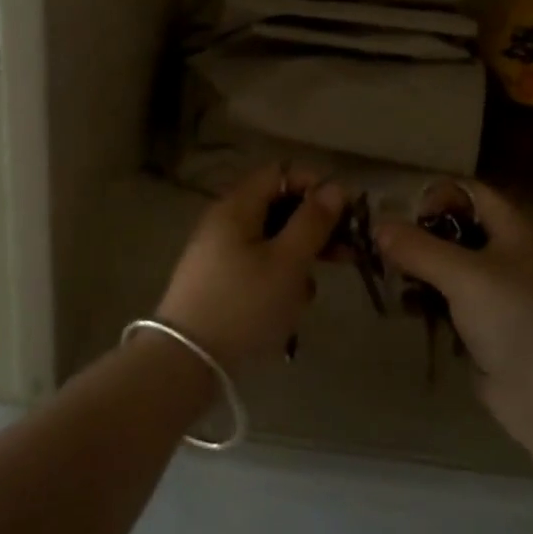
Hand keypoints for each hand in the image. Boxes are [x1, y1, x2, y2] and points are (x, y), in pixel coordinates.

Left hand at [157, 163, 345, 369]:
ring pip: (271, 241)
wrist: (187, 360)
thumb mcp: (287, 262)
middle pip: (277, 207)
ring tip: (308, 292)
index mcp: (237, 206)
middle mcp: (225, 221)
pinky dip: (278, 280)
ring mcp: (220, 252)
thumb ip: (313, 222)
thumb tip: (334, 187)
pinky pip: (258, 267)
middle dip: (312, 228)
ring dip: (297, 260)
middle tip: (345, 253)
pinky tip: (288, 308)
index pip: (280, 173)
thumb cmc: (244, 304)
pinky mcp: (220, 281)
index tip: (345, 212)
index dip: (314, 185)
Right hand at [376, 181, 532, 464]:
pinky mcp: (478, 323)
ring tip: (384, 273)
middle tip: (382, 244)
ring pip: (444, 264)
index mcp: (513, 231)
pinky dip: (421, 296)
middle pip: (453, 227)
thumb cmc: (515, 321)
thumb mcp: (464, 275)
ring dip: (415, 265)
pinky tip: (399, 303)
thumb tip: (377, 226)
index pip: (470, 192)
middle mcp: (503, 254)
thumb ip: (418, 248)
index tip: (402, 214)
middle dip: (417, 232)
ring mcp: (491, 291)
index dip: (437, 194)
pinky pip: (442, 297)